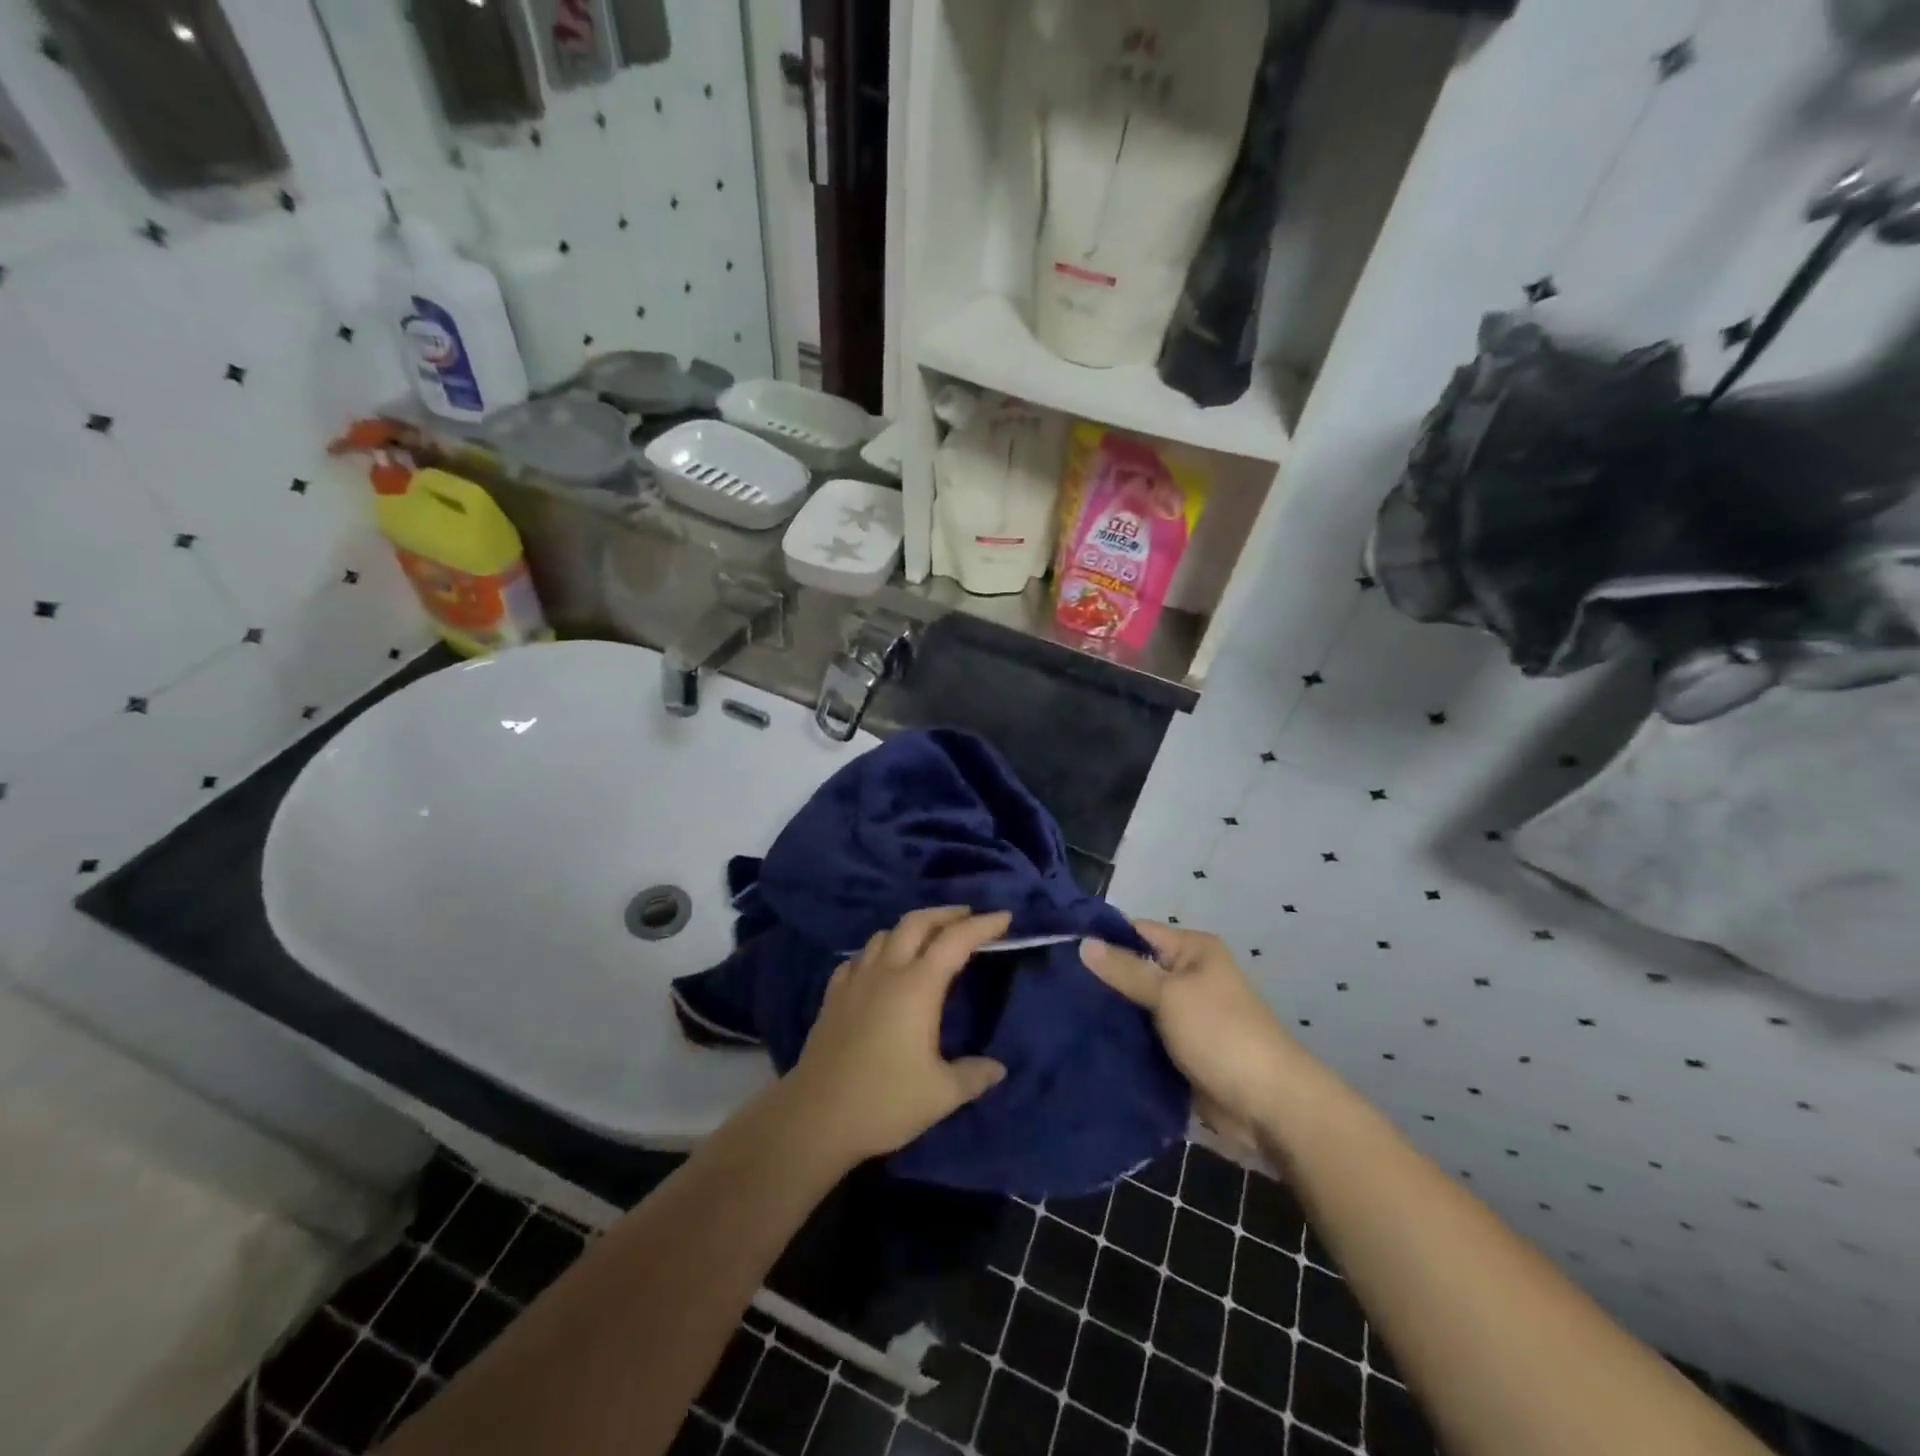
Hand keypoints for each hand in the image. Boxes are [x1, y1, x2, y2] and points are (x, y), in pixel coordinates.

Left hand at [782, 907, 1012, 1165]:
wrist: (815, 1117)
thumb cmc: (884, 1102)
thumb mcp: (941, 1095)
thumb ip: (973, 1076)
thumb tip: (998, 1068)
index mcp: (917, 987)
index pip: (955, 941)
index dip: (982, 926)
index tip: (1004, 917)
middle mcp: (886, 972)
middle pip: (916, 922)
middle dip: (945, 913)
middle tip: (968, 916)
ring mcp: (855, 981)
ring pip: (884, 935)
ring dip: (911, 928)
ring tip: (927, 939)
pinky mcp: (833, 996)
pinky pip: (858, 958)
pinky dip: (878, 951)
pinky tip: (880, 967)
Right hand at [1081, 921, 1302, 1137]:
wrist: (1268, 1106)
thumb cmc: (1221, 1034)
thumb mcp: (1170, 995)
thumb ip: (1125, 970)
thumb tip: (1083, 943)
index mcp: (1193, 951)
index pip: (1137, 932)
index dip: (1102, 938)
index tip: (1059, 948)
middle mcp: (1188, 976)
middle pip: (1134, 969)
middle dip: (1100, 979)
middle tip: (1052, 985)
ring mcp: (1183, 1015)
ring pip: (1134, 1006)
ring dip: (1108, 1013)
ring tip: (1059, 1013)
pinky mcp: (1179, 1050)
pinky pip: (1142, 1036)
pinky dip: (1121, 1039)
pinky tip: (1084, 1041)